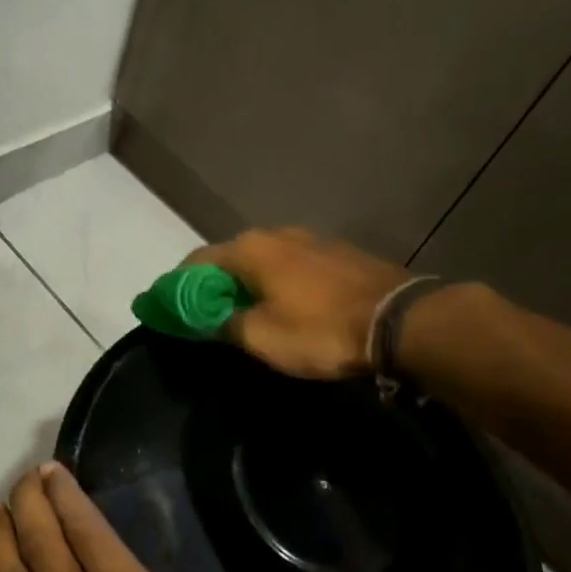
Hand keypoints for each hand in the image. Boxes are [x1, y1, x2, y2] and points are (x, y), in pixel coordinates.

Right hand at [188, 228, 413, 378]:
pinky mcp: (338, 253)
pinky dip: (278, 282)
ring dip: (248, 282)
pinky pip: (292, 266)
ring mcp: (311, 239)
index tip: (170, 308)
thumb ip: (225, 323)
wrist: (400, 320)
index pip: (197, 261)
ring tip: (246, 310)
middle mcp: (276, 234)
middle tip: (207, 314)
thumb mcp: (262, 337)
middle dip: (214, 284)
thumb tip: (208, 317)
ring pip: (264, 260)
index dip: (179, 286)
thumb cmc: (321, 330)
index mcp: (250, 249)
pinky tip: (285, 303)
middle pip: (231, 257)